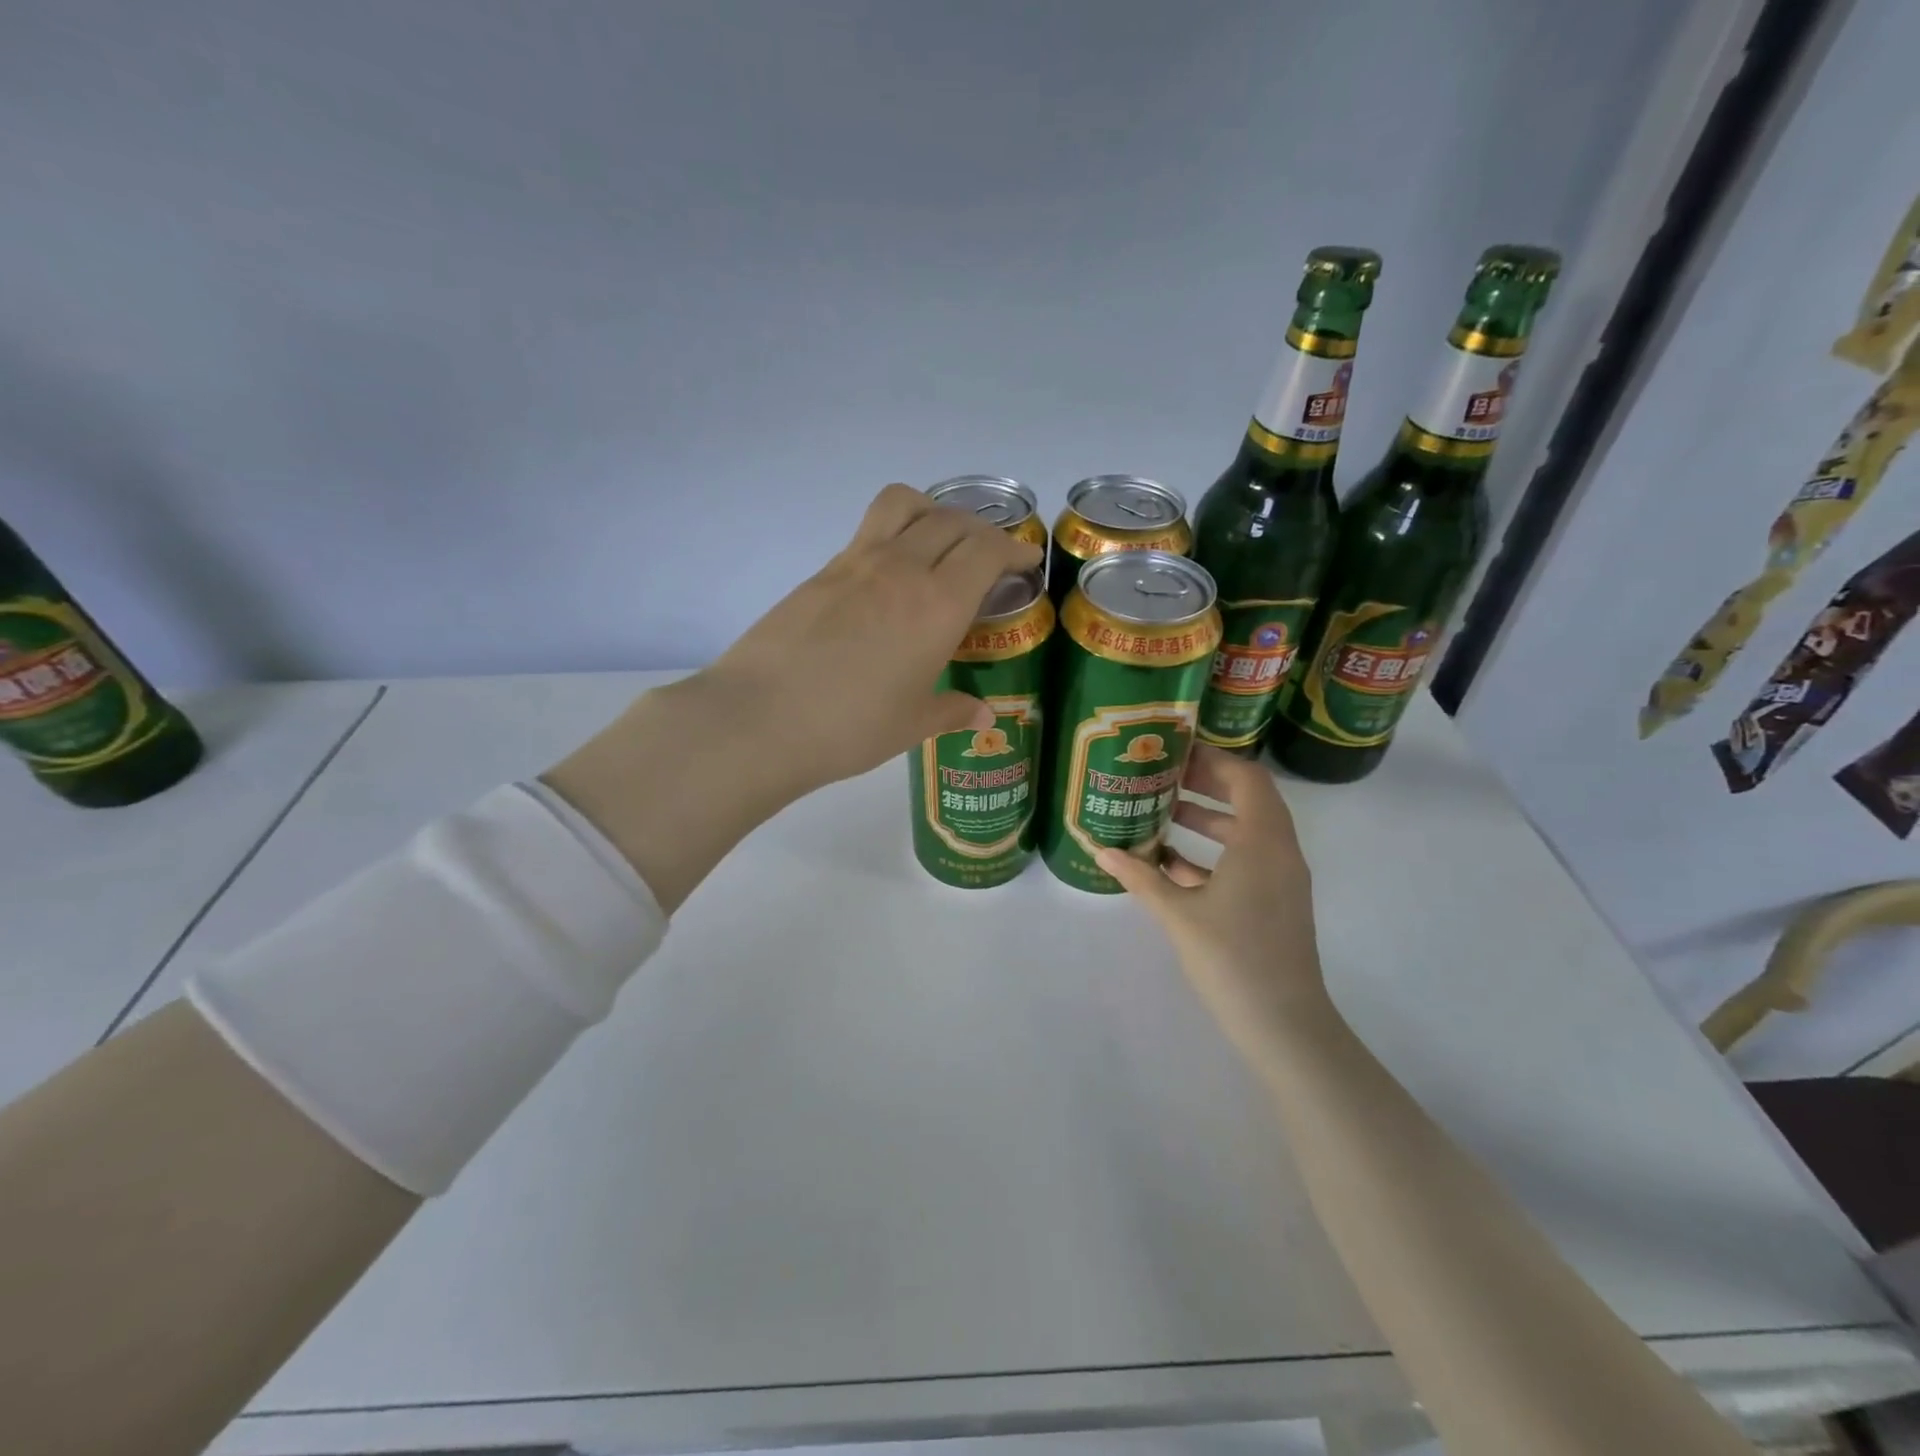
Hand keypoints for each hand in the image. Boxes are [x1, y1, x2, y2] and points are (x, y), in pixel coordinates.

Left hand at [695, 482, 1041, 797]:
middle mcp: (901, 569)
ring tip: (940, 541)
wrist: (760, 719)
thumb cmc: (849, 728)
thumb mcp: (911, 725)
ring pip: (905, 504)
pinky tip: (890, 576)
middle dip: (982, 531)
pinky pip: (870, 530)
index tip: (1025, 561)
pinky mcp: (822, 571)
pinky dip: (896, 533)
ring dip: (935, 512)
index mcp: (937, 604)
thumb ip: (952, 710)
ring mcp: (856, 562)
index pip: (987, 550)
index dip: (1014, 549)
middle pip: (953, 521)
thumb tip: (983, 715)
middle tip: (990, 557)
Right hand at [1096, 747, 1330, 1059]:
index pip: (1246, 778)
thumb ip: (1140, 878)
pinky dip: (1213, 853)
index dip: (1214, 759)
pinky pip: (1246, 861)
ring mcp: (1281, 879)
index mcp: (1262, 842)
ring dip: (1207, 819)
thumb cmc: (1233, 959)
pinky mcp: (1275, 903)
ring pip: (1246, 832)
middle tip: (1162, 778)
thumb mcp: (1178, 914)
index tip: (1174, 754)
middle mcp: (1279, 851)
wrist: (1285, 1026)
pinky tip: (1171, 864)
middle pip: (1248, 799)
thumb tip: (1101, 850)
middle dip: (1205, 785)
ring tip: (1161, 814)